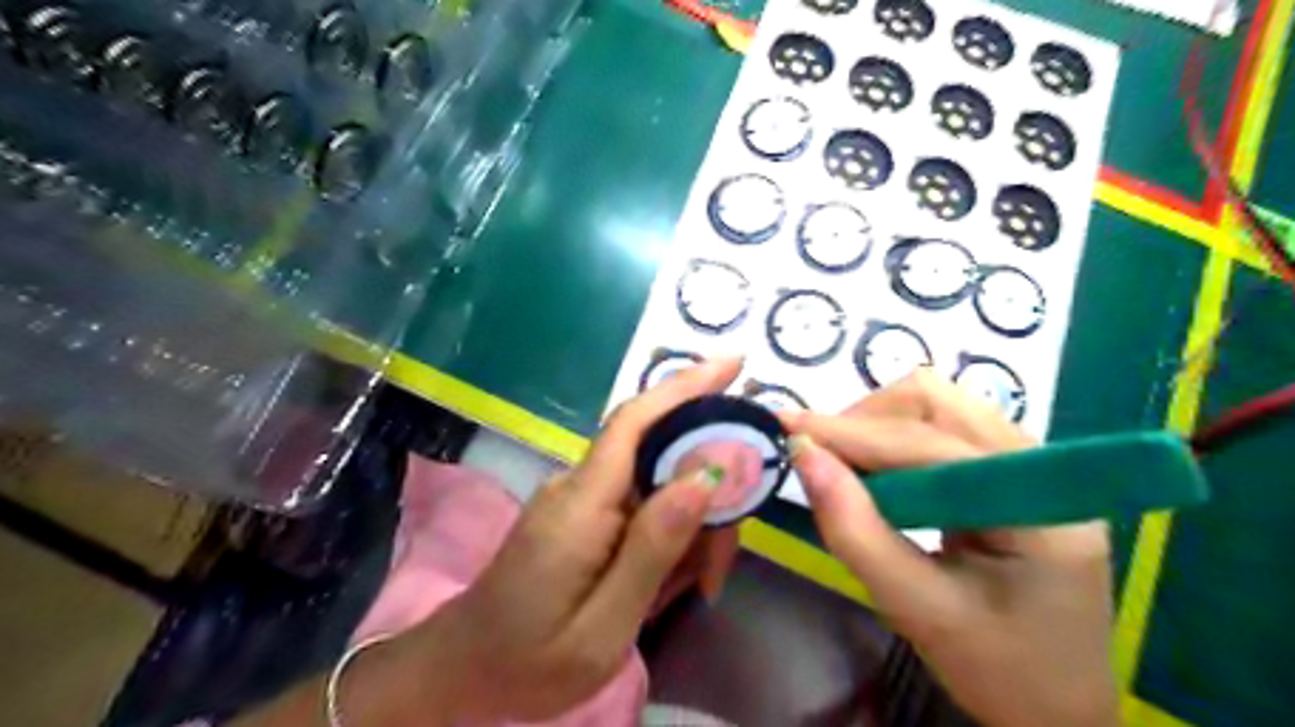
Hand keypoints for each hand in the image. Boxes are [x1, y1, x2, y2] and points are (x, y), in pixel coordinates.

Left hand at [405, 354, 750, 720]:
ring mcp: (581, 498)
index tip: (735, 364)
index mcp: (582, 504)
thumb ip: (652, 549)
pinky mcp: (585, 514)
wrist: (466, 671)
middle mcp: (581, 485)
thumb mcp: (603, 626)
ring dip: (690, 530)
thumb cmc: (530, 661)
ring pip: (659, 486)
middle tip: (716, 573)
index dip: (686, 387)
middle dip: (706, 499)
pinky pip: (642, 507)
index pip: (636, 422)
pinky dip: (669, 538)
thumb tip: (705, 477)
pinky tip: (668, 583)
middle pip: (662, 456)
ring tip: (692, 591)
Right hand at [778, 370, 1123, 725]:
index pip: (928, 444)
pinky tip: (875, 474)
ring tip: (843, 466)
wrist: (1058, 705)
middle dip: (865, 420)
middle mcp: (1039, 466)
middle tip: (819, 458)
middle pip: (936, 402)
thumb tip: (802, 455)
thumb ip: (856, 532)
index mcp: (1037, 506)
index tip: (784, 427)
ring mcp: (1026, 463)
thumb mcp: (918, 609)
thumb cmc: (998, 670)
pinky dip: (893, 440)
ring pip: (935, 406)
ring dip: (877, 425)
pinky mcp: (1005, 470)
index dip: (850, 432)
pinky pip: (939, 428)